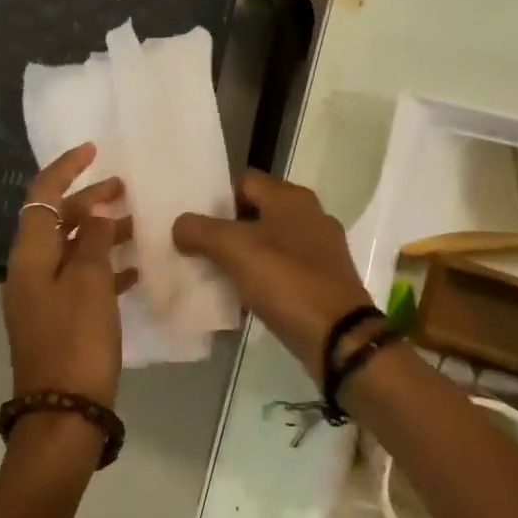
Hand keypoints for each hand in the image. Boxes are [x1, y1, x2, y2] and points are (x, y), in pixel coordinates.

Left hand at [3, 144, 135, 406]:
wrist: (64, 411)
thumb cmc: (77, 341)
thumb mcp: (89, 284)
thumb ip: (92, 240)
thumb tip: (93, 208)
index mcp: (29, 257)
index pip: (41, 197)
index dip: (65, 169)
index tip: (93, 150)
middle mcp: (30, 272)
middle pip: (56, 222)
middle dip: (87, 201)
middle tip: (125, 190)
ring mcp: (43, 298)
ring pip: (71, 251)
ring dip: (99, 233)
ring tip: (135, 225)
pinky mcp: (59, 320)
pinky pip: (81, 280)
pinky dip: (104, 268)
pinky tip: (135, 270)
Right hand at [172, 170, 372, 375]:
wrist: (338, 336)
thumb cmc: (287, 282)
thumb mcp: (236, 250)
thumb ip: (201, 231)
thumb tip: (180, 225)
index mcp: (292, 199)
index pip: (244, 181)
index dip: (215, 195)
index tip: (188, 217)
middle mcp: (309, 216)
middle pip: (256, 212)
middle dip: (224, 228)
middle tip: (191, 245)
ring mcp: (318, 249)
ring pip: (268, 243)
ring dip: (241, 255)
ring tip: (209, 271)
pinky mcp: (320, 280)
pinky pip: (281, 270)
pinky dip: (259, 278)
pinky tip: (239, 295)